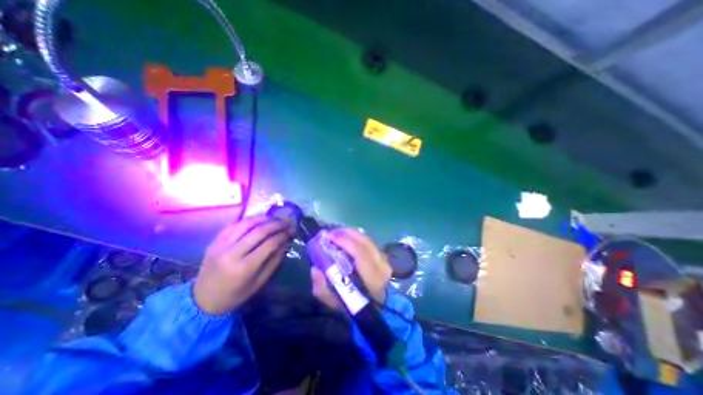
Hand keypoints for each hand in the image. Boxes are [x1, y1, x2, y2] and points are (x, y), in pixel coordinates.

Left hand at [191, 214, 291, 316]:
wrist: (203, 299)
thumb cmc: (236, 294)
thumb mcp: (260, 282)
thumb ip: (274, 261)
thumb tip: (285, 243)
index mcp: (245, 267)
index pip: (269, 244)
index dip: (282, 235)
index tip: (290, 232)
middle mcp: (232, 253)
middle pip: (259, 231)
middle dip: (276, 224)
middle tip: (285, 222)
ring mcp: (221, 245)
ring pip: (246, 224)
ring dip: (263, 218)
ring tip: (273, 218)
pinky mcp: (214, 241)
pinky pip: (233, 224)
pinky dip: (246, 219)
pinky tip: (257, 218)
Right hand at [312, 229, 392, 307]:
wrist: (379, 307)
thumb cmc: (356, 306)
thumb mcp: (336, 303)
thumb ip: (323, 289)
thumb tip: (315, 269)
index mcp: (373, 279)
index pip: (360, 253)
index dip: (345, 241)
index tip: (329, 237)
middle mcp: (382, 266)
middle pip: (365, 242)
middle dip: (346, 233)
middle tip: (330, 233)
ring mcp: (385, 260)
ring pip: (367, 240)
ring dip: (351, 233)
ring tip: (337, 233)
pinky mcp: (384, 257)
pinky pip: (369, 241)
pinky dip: (357, 236)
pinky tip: (348, 236)